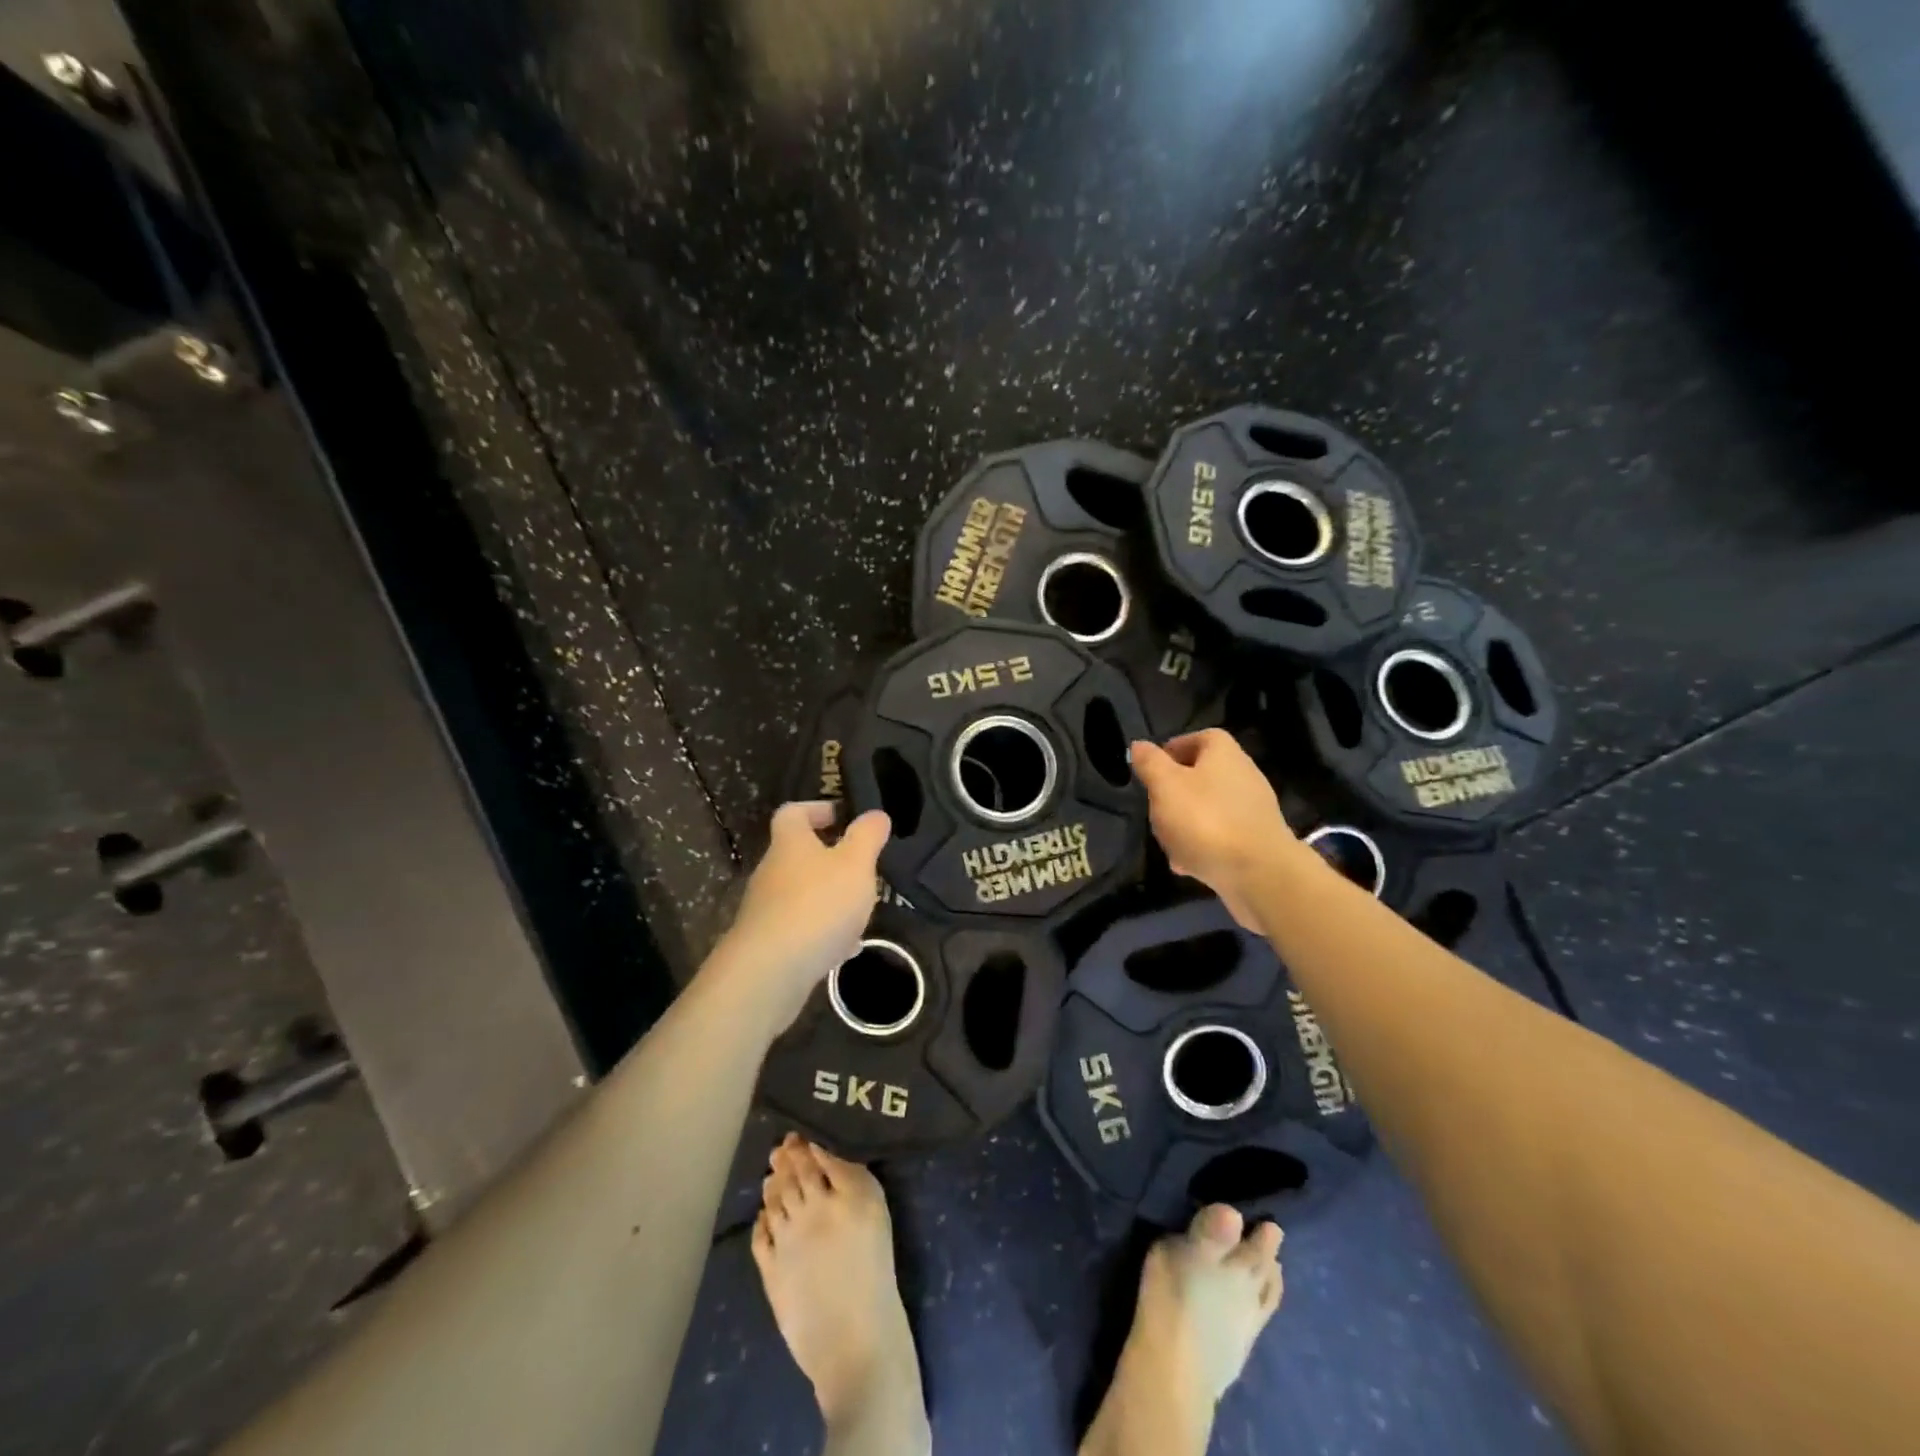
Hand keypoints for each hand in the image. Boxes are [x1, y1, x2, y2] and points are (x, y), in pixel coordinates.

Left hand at [709, 802, 890, 1029]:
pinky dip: (823, 932)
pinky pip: (800, 928)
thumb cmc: (817, 905)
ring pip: (801, 893)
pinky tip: (846, 948)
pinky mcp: (768, 944)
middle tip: (862, 867)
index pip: (793, 812)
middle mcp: (772, 871)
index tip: (844, 817)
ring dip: (829, 897)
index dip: (817, 809)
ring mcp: (766, 909)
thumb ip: (867, 837)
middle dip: (830, 858)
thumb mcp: (855, 864)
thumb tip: (875, 814)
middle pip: (797, 854)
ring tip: (860, 910)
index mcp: (790, 844)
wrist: (770, 972)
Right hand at [1129, 731, 1302, 928]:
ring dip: (1184, 823)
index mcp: (1223, 754)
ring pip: (1208, 809)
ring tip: (1167, 842)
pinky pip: (1220, 837)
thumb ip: (1150, 764)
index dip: (1173, 749)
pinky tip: (1186, 864)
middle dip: (1174, 793)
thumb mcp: (1165, 786)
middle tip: (1153, 808)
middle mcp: (1242, 776)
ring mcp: (1251, 811)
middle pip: (1201, 776)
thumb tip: (1139, 745)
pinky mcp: (1255, 841)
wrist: (1258, 874)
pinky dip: (1201, 846)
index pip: (1199, 738)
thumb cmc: (1205, 820)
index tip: (1151, 769)